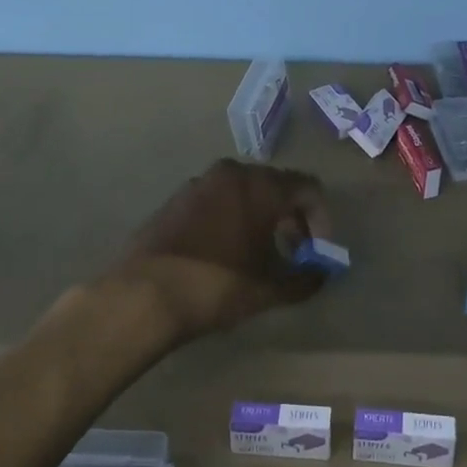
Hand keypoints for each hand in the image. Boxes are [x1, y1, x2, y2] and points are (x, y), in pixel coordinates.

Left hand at [109, 159, 330, 344]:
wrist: (143, 294)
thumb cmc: (217, 285)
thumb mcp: (269, 288)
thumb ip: (305, 278)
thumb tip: (323, 274)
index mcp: (261, 185)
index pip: (308, 188)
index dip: (321, 220)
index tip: (317, 252)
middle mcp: (233, 173)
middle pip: (276, 186)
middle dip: (291, 218)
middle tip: (293, 253)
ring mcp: (200, 183)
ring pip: (244, 192)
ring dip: (260, 218)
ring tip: (259, 255)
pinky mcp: (176, 199)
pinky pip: (217, 201)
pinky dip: (231, 219)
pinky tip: (225, 253)